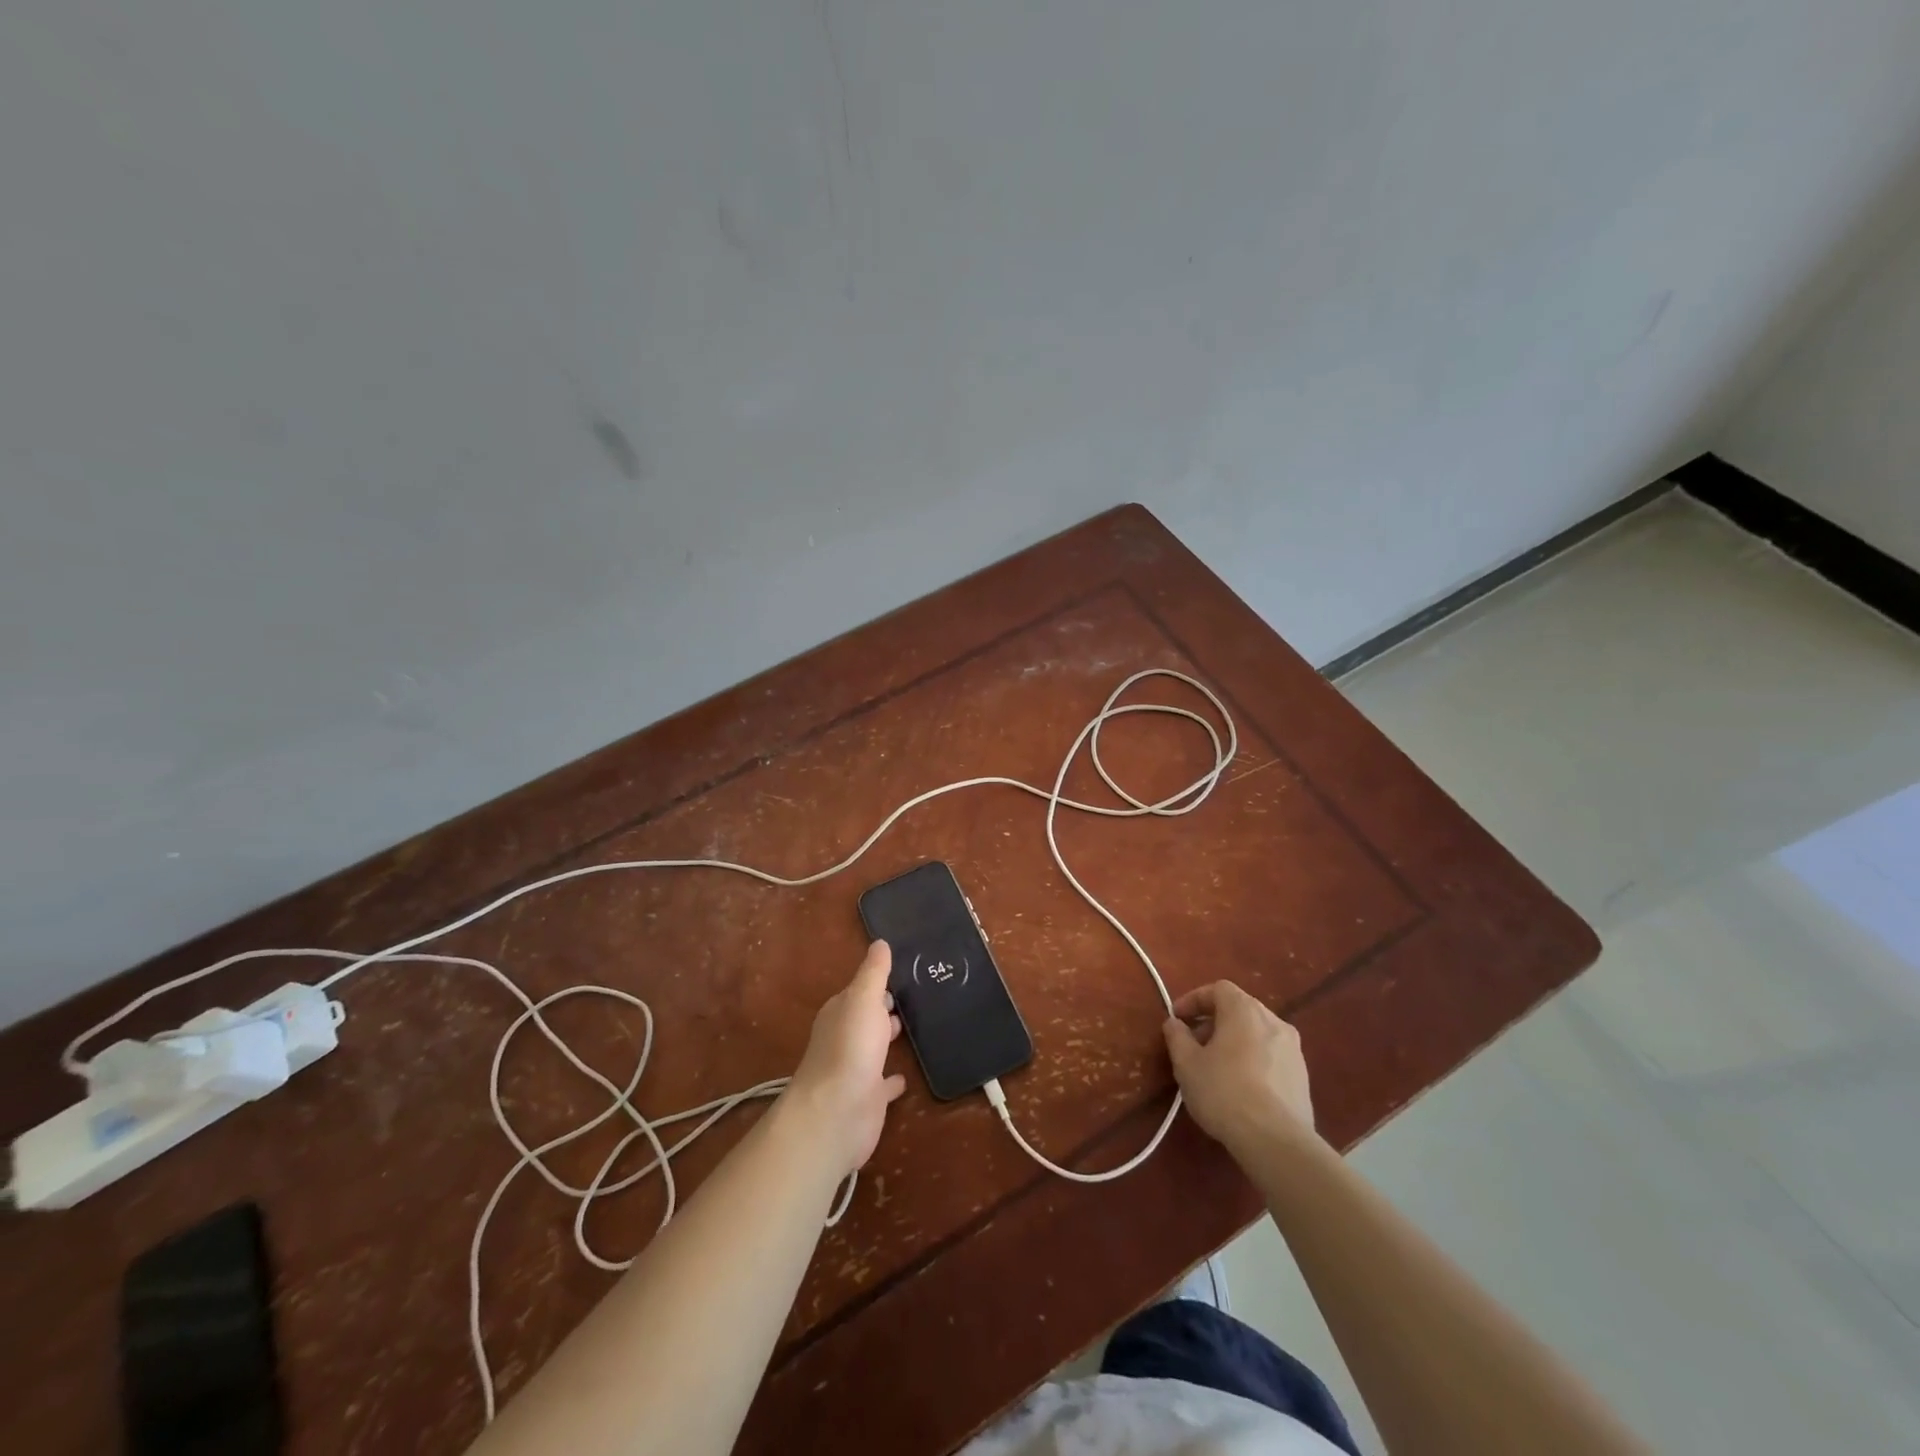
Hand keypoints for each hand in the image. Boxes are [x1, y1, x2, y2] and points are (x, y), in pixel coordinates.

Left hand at [786, 941, 907, 1175]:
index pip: (859, 991)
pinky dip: (893, 1079)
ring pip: (875, 1048)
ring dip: (889, 1039)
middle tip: (916, 997)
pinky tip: (906, 1077)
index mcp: (840, 1012)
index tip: (903, 972)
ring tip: (917, 1027)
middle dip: (885, 1009)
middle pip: (867, 1018)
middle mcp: (845, 1038)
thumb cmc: (851, 1046)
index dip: (877, 983)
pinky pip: (884, 1083)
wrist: (837, 1112)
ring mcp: (855, 1070)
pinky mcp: (868, 1099)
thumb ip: (873, 972)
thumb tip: (879, 942)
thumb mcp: (864, 998)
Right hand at [1163, 981, 1315, 1153]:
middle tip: (1194, 1044)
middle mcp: (1273, 1021)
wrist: (1276, 1140)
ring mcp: (1293, 1049)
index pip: (1218, 989)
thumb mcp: (1187, 1063)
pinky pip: (1271, 1055)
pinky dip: (1253, 1059)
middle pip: (1238, 1009)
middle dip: (1213, 1022)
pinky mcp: (1303, 1076)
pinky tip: (1241, 1087)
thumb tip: (1175, 1023)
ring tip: (1216, 1067)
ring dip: (1234, 1041)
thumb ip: (1177, 1036)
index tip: (1177, 1019)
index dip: (1194, 1000)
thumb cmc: (1224, 1092)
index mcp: (1244, 1010)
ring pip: (1256, 1033)